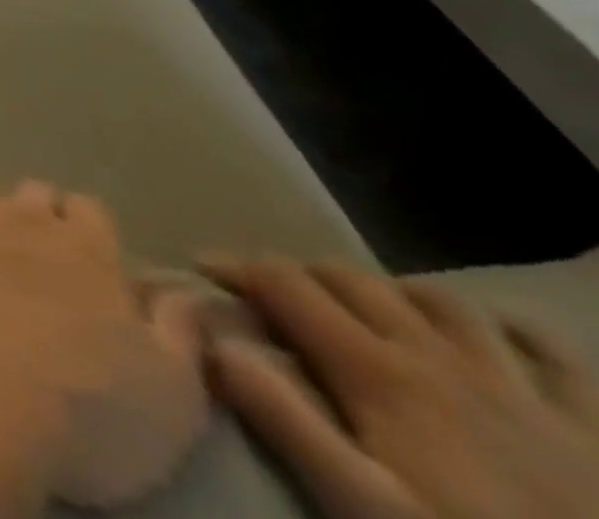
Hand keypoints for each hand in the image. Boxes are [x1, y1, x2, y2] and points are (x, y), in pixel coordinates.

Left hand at [0, 154, 208, 508]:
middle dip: (31, 212)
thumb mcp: (170, 401)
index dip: (85, 230)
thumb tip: (189, 295)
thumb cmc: (81, 413)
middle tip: (24, 245)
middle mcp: (24, 215)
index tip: (81, 254)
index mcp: (88, 251)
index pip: (90, 212)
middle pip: (31, 192)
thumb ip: (181, 338)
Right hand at [201, 257, 598, 518]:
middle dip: (299, 272)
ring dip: (390, 290)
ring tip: (370, 309)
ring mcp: (522, 386)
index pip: (283, 284)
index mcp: (378, 372)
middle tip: (272, 295)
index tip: (200, 269)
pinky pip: (549, 350)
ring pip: (437, 298)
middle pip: (349, 278)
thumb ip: (286, 420)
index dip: (235, 266)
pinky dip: (509, 327)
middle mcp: (437, 355)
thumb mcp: (365, 510)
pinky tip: (492, 333)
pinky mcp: (592, 424)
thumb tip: (212, 341)